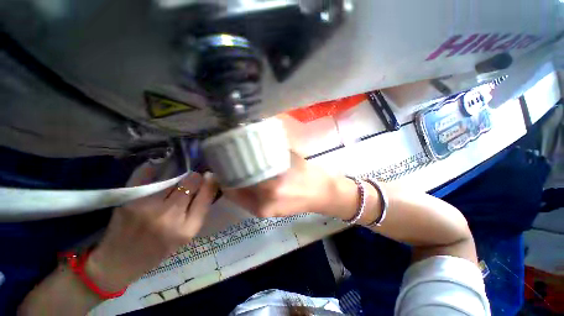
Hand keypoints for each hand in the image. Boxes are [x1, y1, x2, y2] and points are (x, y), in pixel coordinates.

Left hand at [85, 164, 218, 291]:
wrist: (118, 263)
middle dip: (195, 177)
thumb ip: (198, 211)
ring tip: (177, 177)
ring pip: (172, 178)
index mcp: (187, 229)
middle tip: (193, 177)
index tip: (210, 176)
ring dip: (178, 175)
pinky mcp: (129, 201)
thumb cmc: (157, 251)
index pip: (206, 196)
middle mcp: (169, 217)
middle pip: (190, 183)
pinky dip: (153, 170)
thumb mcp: (185, 236)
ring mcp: (147, 208)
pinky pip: (147, 175)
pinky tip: (157, 168)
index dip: (210, 182)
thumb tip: (208, 184)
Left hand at [224, 152, 349, 217]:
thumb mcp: (289, 159)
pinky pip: (249, 202)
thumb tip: (253, 145)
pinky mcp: (268, 214)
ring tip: (236, 171)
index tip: (223, 160)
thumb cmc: (310, 174)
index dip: (226, 171)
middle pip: (236, 190)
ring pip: (241, 197)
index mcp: (271, 187)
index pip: (236, 181)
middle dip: (230, 177)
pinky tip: (248, 181)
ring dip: (237, 185)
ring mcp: (266, 212)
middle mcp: (265, 203)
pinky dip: (245, 192)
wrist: (324, 194)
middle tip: (227, 162)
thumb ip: (270, 153)